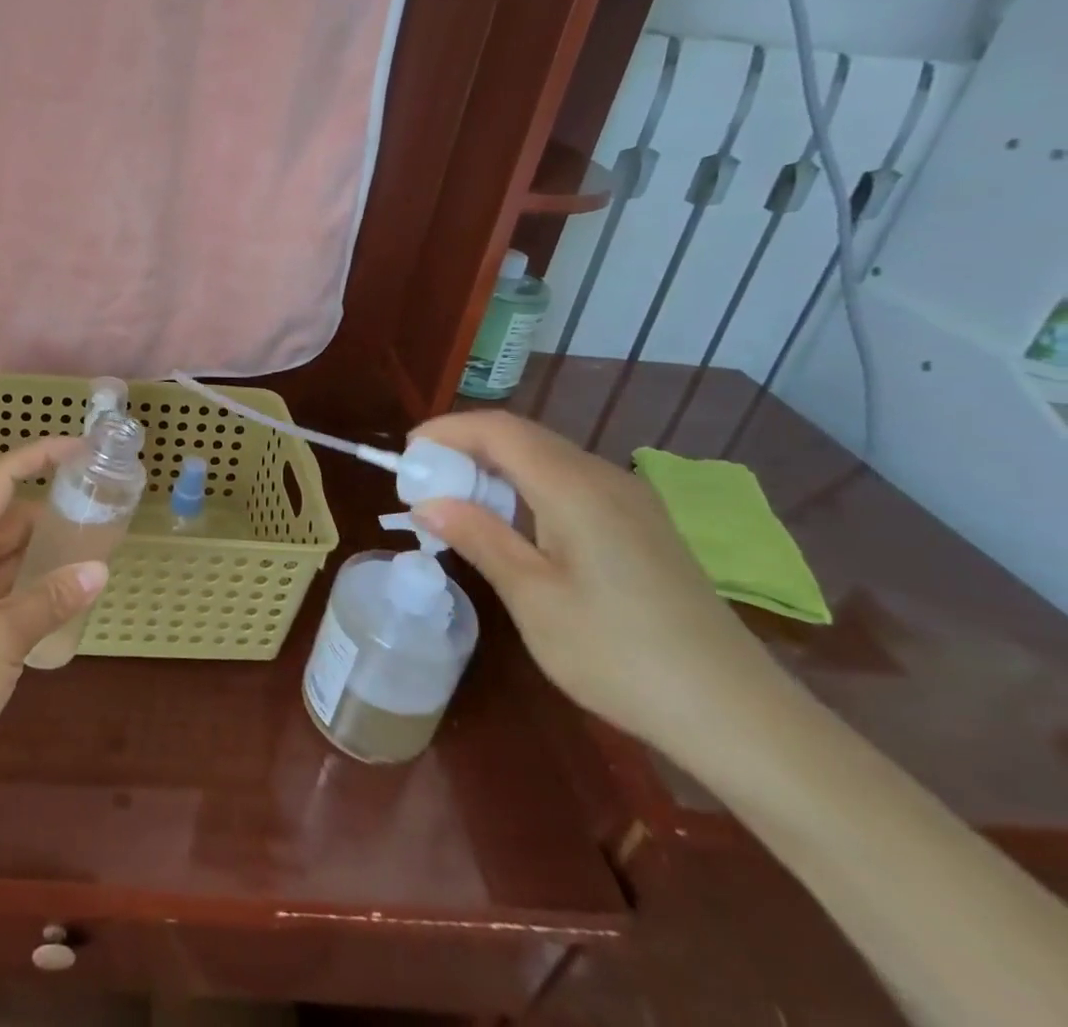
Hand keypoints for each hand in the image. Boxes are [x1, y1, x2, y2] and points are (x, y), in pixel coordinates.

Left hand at [0, 436, 107, 820]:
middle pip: (7, 520)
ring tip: (91, 558)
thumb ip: (52, 599)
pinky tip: (62, 607)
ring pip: (6, 560)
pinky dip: (32, 592)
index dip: (39, 457)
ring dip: (43, 556)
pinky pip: (3, 597)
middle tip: (99, 515)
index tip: (81, 449)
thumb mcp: (3, 636)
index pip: (0, 480)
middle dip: (49, 512)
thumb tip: (98, 570)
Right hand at [409, 411, 784, 755]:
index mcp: (575, 487)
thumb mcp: (533, 598)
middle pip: (521, 436)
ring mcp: (630, 500)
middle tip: (423, 484)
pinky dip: (526, 487)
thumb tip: (426, 502)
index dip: (446, 431)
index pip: (498, 429)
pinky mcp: (641, 524)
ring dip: (494, 469)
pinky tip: (513, 525)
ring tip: (457, 504)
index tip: (406, 457)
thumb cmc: (619, 655)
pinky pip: (569, 481)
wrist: (736, 714)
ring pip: (546, 457)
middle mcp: (604, 477)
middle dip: (464, 448)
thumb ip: (478, 537)